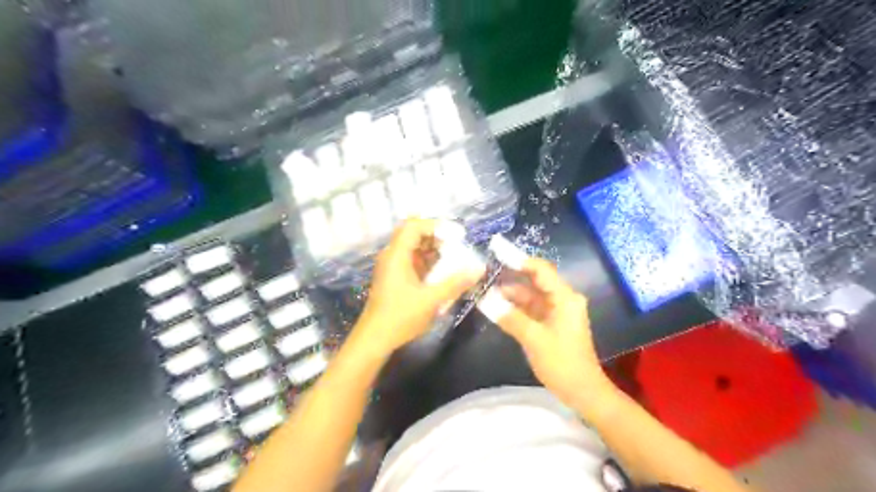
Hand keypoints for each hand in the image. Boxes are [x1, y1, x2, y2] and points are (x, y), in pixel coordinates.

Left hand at [352, 221, 485, 357]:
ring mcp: (391, 267)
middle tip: (457, 247)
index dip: (436, 225)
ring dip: (433, 250)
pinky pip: (412, 261)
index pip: (414, 226)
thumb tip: (479, 269)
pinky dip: (428, 262)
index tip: (457, 235)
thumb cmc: (400, 317)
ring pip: (414, 248)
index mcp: (397, 255)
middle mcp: (392, 256)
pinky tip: (441, 274)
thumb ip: (455, 283)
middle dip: (437, 237)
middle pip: (414, 234)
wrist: (374, 339)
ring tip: (454, 260)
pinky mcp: (394, 278)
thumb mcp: (431, 300)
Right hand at [496, 257, 610, 410]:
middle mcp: (562, 299)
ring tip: (484, 291)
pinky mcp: (551, 323)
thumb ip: (510, 317)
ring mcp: (556, 311)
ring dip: (510, 294)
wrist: (583, 392)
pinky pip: (530, 309)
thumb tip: (485, 299)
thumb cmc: (562, 363)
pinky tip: (496, 307)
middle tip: (485, 273)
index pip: (540, 269)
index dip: (518, 260)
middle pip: (534, 281)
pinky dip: (515, 308)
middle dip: (510, 277)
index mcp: (564, 297)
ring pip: (530, 295)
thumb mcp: (534, 339)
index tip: (497, 254)